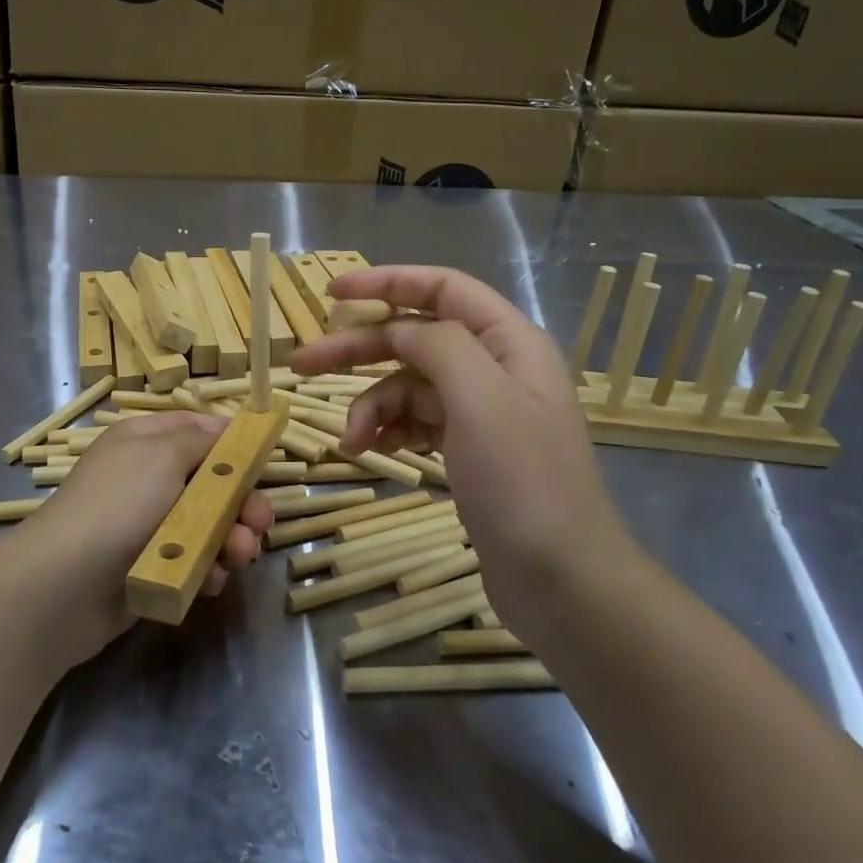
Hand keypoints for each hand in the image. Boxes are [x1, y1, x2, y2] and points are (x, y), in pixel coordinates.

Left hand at [8, 411, 272, 665]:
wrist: (65, 584)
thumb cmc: (119, 504)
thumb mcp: (162, 453)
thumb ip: (202, 439)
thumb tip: (227, 429)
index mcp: (145, 442)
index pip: (196, 428)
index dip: (231, 441)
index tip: (265, 457)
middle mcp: (148, 479)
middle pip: (210, 481)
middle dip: (241, 501)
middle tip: (260, 521)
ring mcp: (148, 525)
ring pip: (208, 525)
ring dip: (232, 538)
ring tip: (240, 554)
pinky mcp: (151, 567)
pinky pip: (192, 562)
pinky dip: (206, 569)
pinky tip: (210, 579)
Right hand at [289, 266, 635, 633]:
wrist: (561, 580)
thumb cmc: (523, 482)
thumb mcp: (481, 397)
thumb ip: (438, 344)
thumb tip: (401, 330)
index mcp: (509, 341)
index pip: (442, 289)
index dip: (386, 282)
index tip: (332, 292)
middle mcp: (495, 367)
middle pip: (415, 338)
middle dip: (359, 349)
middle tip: (302, 364)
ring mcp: (481, 412)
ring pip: (409, 386)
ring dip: (372, 406)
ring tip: (351, 441)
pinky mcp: (468, 450)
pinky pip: (416, 422)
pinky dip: (389, 431)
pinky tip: (371, 450)